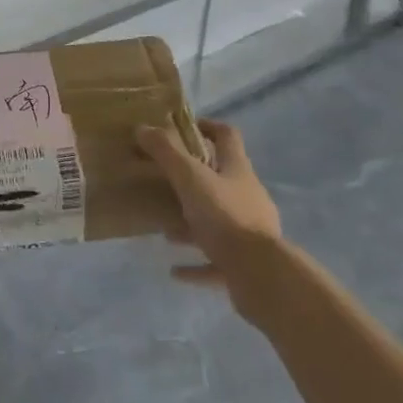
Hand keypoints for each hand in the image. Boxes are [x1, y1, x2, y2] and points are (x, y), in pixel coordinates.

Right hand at [136, 120, 281, 296]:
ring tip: (164, 227)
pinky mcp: (246, 264)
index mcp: (238, 170)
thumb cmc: (224, 216)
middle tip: (164, 180)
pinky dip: (196, 263)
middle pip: (221, 179)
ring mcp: (250, 231)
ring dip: (192, 222)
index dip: (207, 126)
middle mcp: (248, 196)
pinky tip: (175, 271)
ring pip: (217, 220)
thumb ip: (165, 152)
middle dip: (193, 179)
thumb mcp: (189, 178)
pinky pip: (216, 260)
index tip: (183, 129)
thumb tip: (142, 127)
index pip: (227, 136)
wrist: (261, 275)